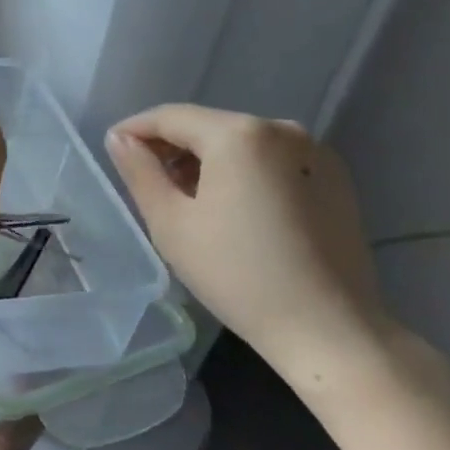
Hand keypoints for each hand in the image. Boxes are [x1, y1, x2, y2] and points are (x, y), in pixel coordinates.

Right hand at [105, 104, 394, 385]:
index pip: (170, 117)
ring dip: (206, 161)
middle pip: (207, 127)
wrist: (331, 332)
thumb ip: (139, 171)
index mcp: (239, 134)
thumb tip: (120, 139)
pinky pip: (271, 161)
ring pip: (239, 143)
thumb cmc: (238, 275)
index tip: (113, 152)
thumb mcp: (170, 222)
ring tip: (187, 200)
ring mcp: (315, 154)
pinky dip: (242, 172)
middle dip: (172, 148)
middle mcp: (281, 130)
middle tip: (147, 182)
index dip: (135, 130)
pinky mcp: (335, 180)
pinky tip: (232, 210)